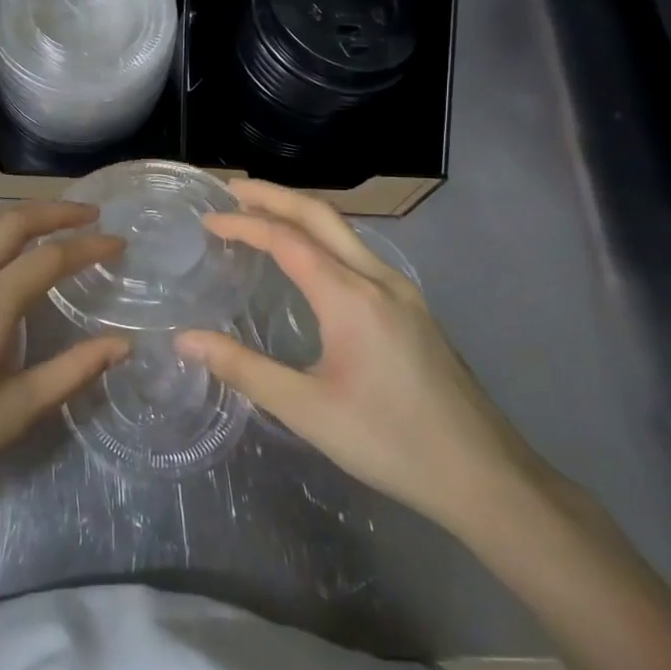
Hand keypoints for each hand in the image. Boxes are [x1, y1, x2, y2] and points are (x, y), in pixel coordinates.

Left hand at [0, 202, 128, 526]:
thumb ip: (72, 371)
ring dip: (15, 212)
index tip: (119, 242)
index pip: (47, 260)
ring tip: (47, 217)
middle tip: (89, 213)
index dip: (88, 247)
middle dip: (54, 212)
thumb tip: (122, 343)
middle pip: (10, 223)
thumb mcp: (14, 413)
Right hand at [177, 180, 538, 528]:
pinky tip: (308, 262)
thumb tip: (185, 340)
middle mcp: (378, 279)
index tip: (207, 221)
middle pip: (321, 215)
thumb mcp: (307, 410)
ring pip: (344, 231)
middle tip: (232, 192)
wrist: (485, 476)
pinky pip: (359, 253)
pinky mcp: (413, 309)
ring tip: (261, 216)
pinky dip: (322, 239)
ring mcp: (402, 291)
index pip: (287, 239)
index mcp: (351, 297)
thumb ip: (244, 369)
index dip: (243, 224)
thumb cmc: (390, 442)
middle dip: (274, 196)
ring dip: (300, 214)